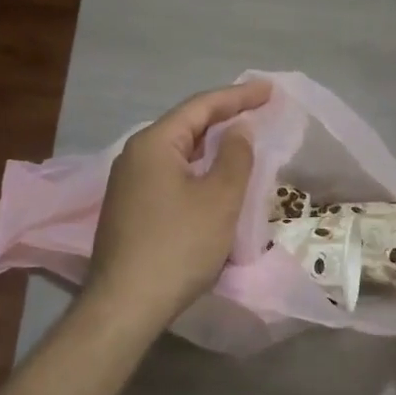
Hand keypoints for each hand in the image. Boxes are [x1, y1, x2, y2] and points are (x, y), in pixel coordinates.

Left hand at [84, 80, 271, 331]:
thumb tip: (238, 129)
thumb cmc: (178, 245)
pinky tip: (213, 180)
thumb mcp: (219, 198)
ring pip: (178, 153)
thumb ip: (235, 156)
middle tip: (259, 111)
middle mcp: (135, 155)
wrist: (126, 304)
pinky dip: (197, 170)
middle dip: (224, 117)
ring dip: (211, 146)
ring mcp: (127, 184)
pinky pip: (170, 175)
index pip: (201, 106)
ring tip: (242, 141)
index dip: (238, 96)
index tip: (269, 90)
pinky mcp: (129, 209)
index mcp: (154, 143)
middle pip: (186, 126)